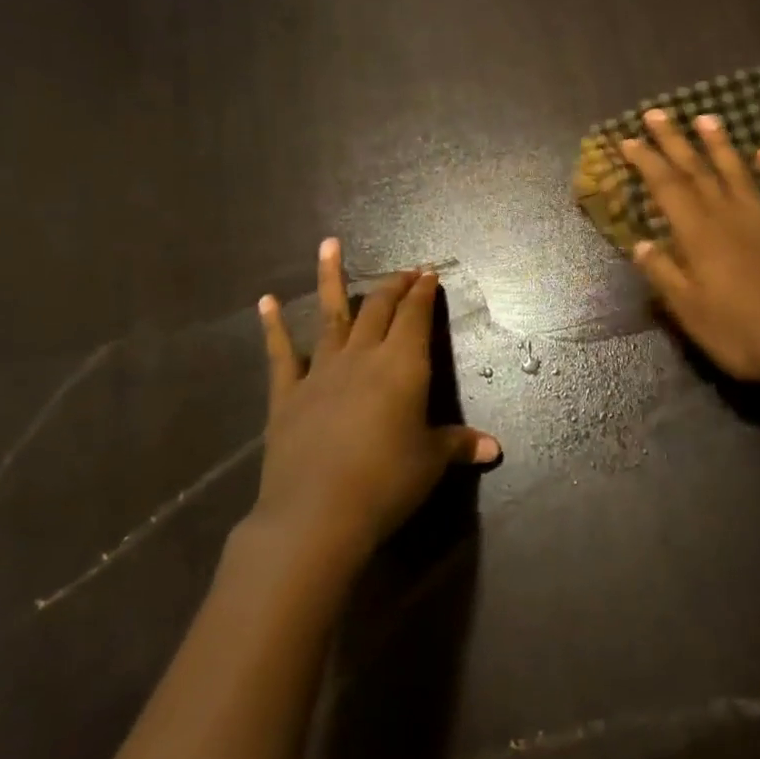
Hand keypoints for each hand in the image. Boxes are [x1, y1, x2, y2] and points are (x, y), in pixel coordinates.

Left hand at [247, 239, 500, 560]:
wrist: (317, 514)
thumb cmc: (387, 482)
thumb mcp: (431, 462)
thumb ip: (459, 445)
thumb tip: (495, 449)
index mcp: (403, 366)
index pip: (416, 317)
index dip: (424, 293)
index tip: (429, 273)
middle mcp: (363, 356)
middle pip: (379, 308)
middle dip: (394, 285)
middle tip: (404, 270)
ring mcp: (321, 371)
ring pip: (331, 315)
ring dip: (332, 278)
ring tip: (329, 245)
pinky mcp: (287, 394)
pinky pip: (280, 353)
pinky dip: (273, 326)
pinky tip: (265, 301)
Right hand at [621, 108, 759, 393]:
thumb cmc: (739, 333)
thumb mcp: (689, 311)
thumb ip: (664, 273)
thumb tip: (640, 242)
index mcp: (699, 235)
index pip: (667, 187)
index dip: (647, 161)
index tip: (629, 139)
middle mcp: (730, 216)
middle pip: (698, 171)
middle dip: (675, 141)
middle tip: (657, 113)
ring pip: (738, 173)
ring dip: (720, 145)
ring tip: (706, 118)